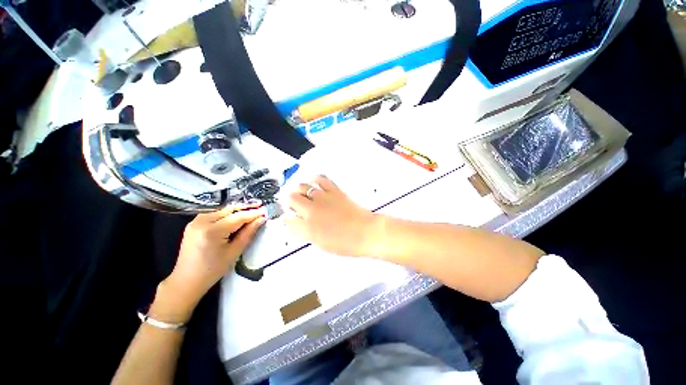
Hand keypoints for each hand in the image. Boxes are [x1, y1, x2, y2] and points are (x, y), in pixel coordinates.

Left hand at [153, 204, 266, 321]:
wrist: (186, 280)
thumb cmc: (213, 270)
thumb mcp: (234, 252)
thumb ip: (248, 233)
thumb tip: (261, 219)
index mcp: (212, 232)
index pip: (238, 217)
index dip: (253, 213)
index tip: (265, 211)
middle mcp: (202, 222)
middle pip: (229, 209)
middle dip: (246, 208)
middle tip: (260, 207)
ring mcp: (196, 221)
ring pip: (222, 209)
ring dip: (237, 209)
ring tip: (251, 210)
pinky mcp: (194, 223)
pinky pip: (214, 213)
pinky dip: (226, 213)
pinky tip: (235, 215)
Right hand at [284, 175, 380, 256]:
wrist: (366, 232)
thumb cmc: (347, 243)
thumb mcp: (322, 244)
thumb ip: (307, 233)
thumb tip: (298, 225)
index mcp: (308, 228)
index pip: (287, 220)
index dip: (287, 219)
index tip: (289, 219)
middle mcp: (312, 210)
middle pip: (291, 199)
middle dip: (290, 202)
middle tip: (295, 206)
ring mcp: (322, 198)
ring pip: (302, 187)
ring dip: (299, 190)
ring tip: (303, 194)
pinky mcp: (334, 191)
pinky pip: (320, 179)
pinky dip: (315, 179)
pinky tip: (314, 183)